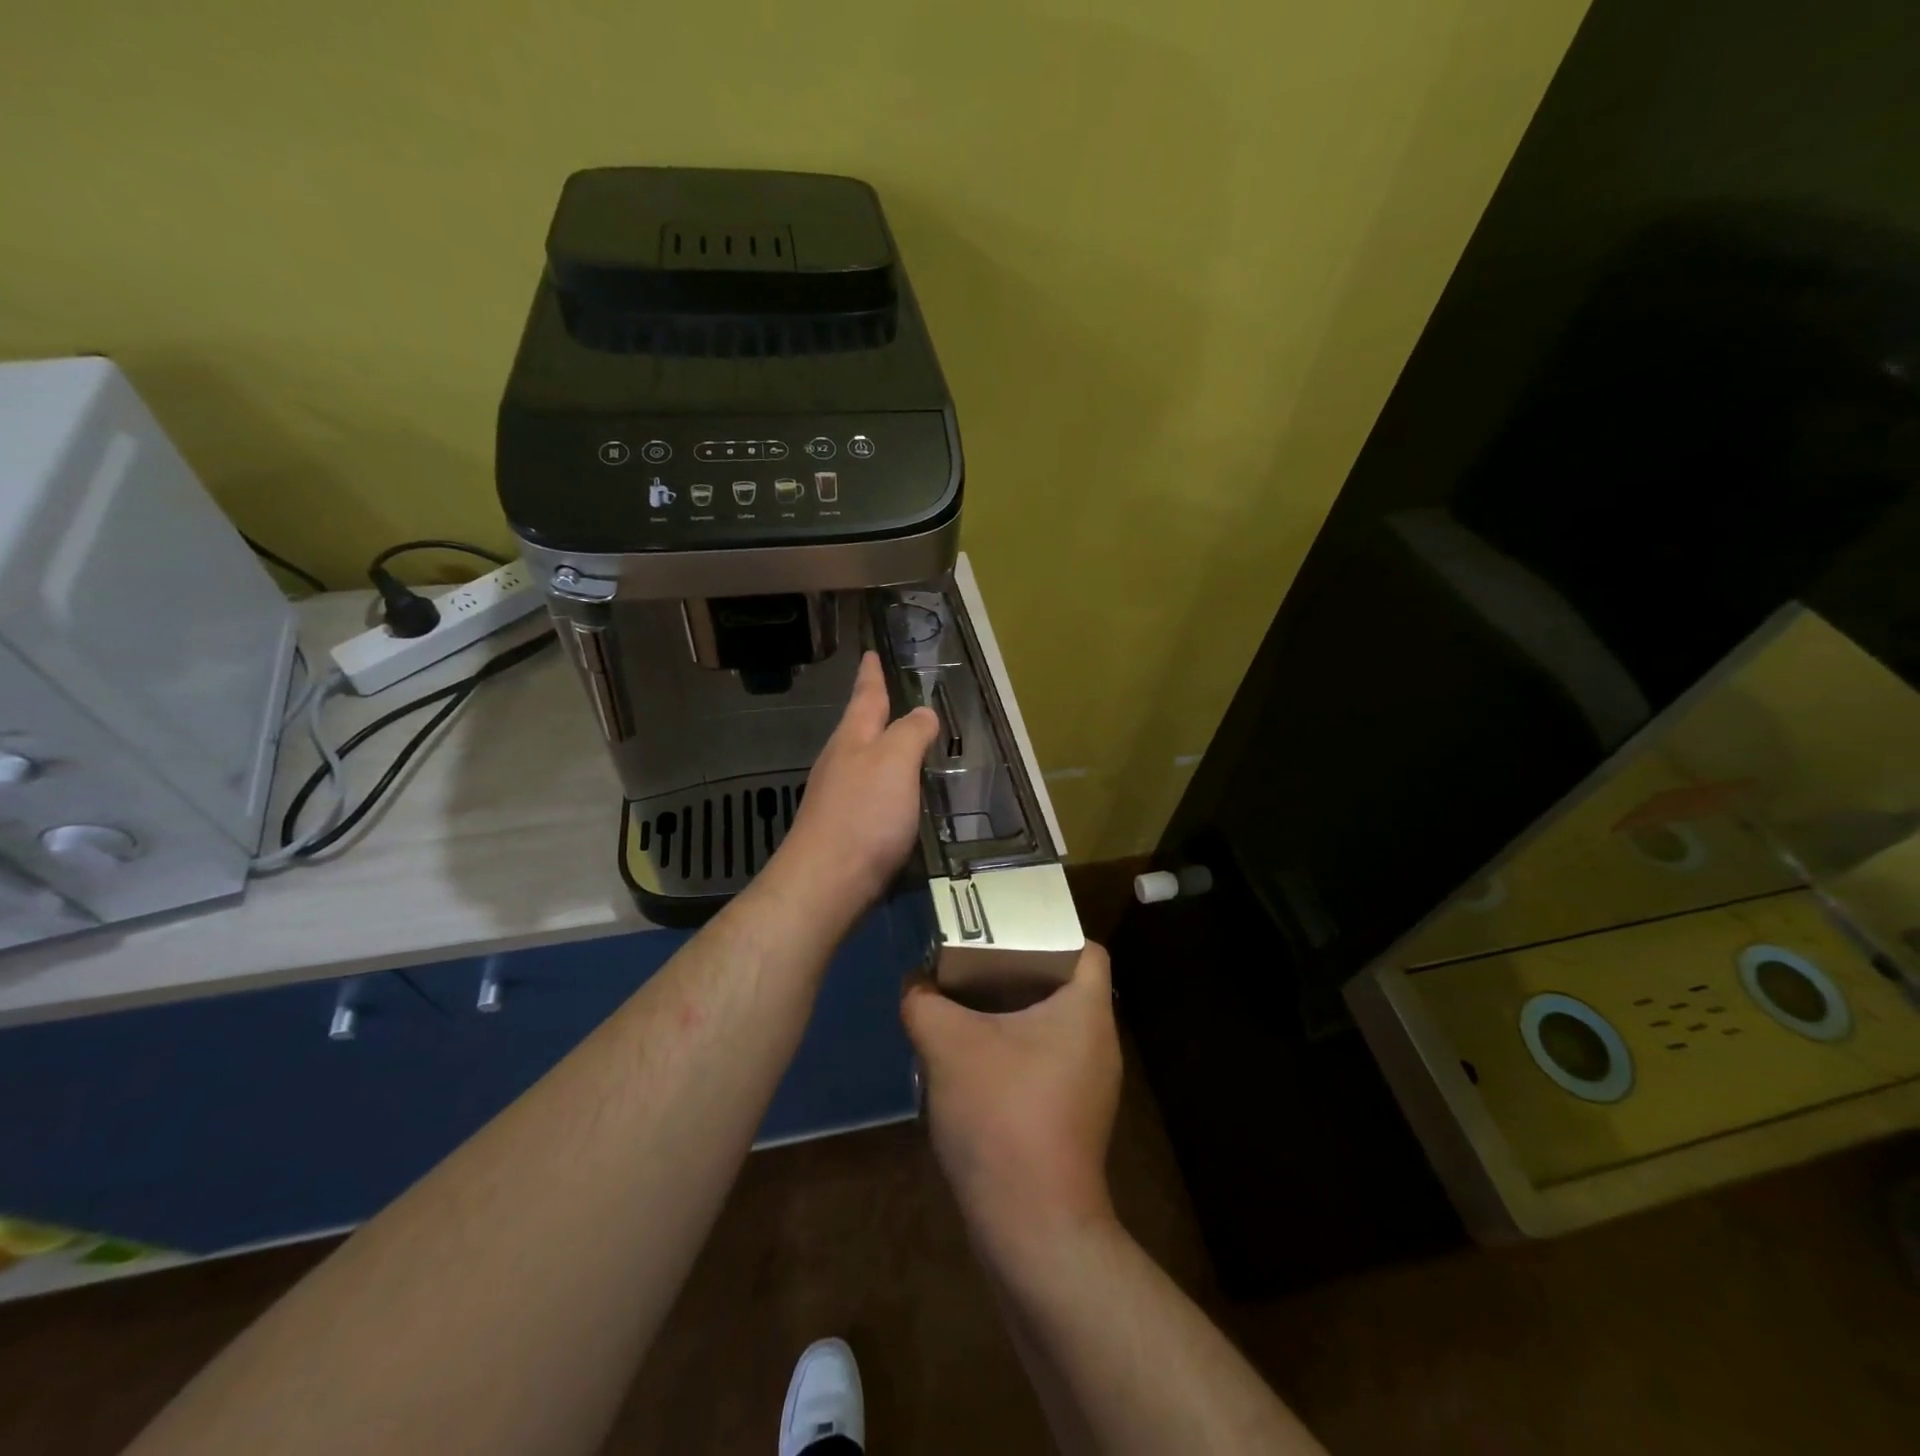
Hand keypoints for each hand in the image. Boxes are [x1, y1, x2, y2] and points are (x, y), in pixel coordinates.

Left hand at [775, 650, 939, 915]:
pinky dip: (883, 784)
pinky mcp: (843, 829)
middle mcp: (840, 762)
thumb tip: (923, 713)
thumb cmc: (863, 815)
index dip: (870, 674)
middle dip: (872, 710)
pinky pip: (867, 793)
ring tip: (898, 741)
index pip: (865, 697)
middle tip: (887, 694)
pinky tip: (894, 796)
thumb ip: (910, 734)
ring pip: (861, 761)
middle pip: (858, 728)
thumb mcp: (895, 762)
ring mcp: (836, 797)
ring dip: (878, 747)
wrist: (826, 884)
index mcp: (853, 739)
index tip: (869, 653)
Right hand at [902, 944, 1121, 1261]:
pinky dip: (1013, 1050)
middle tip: (972, 961)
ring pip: (1051, 1025)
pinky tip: (971, 1061)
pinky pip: (1045, 1061)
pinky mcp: (1072, 1117)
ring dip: (1010, 1013)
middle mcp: (1098, 1042)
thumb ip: (924, 1003)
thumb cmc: (1002, 1115)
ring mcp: (1089, 1084)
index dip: (1049, 930)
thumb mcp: (948, 1045)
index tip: (1005, 930)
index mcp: (1086, 1011)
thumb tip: (914, 985)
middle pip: (1063, 984)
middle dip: (1017, 969)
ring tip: (964, 1004)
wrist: (1032, 1228)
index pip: (1086, 948)